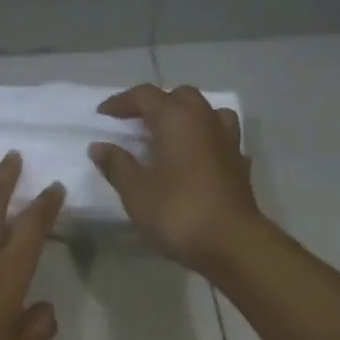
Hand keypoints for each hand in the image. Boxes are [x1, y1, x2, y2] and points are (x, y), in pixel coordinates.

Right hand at [88, 84, 262, 271]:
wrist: (230, 243)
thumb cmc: (177, 213)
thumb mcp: (136, 192)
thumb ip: (117, 165)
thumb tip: (99, 146)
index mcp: (176, 120)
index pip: (145, 96)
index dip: (121, 102)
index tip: (103, 115)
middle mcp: (205, 120)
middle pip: (180, 97)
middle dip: (155, 104)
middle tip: (135, 123)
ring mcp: (227, 140)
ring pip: (206, 112)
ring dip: (186, 117)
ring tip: (170, 135)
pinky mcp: (239, 163)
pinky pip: (221, 138)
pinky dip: (205, 141)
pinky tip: (197, 158)